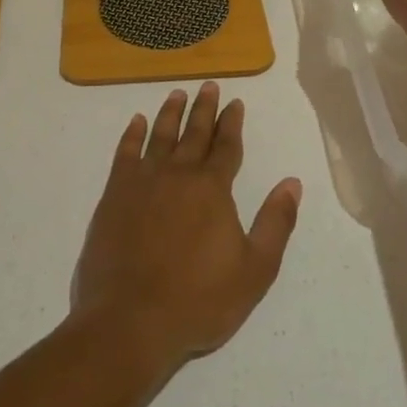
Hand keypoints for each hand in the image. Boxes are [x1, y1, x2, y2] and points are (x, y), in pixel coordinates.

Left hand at [70, 84, 301, 375]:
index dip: (232, 123)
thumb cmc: (198, 300)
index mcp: (212, 189)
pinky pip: (125, 153)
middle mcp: (178, 174)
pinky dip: (132, 135)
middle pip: (194, 133)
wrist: (130, 320)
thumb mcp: (254, 270)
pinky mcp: (115, 195)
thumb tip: (292, 183)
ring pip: (160, 136)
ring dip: (170, 113)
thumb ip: (275, 223)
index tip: (235, 102)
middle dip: (204, 108)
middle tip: (208, 85)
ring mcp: (143, 182)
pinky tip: (136, 122)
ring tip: (176, 93)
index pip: (227, 146)